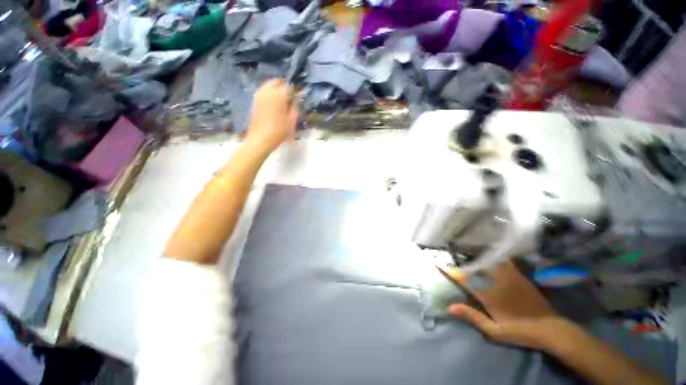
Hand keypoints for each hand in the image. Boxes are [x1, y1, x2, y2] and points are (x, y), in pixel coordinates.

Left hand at [247, 79, 298, 151]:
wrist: (261, 139)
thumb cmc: (279, 131)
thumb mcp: (292, 121)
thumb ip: (294, 108)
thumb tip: (295, 100)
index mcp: (279, 94)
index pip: (289, 87)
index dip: (295, 91)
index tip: (298, 98)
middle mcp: (268, 91)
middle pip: (277, 82)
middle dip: (284, 86)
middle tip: (290, 96)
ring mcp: (259, 95)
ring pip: (269, 85)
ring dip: (276, 89)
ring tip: (282, 100)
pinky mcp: (254, 100)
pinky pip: (264, 92)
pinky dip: (270, 94)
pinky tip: (274, 104)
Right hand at [440, 260, 569, 349]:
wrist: (550, 328)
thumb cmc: (520, 331)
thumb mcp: (494, 331)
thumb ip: (472, 317)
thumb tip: (450, 307)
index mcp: (488, 295)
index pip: (464, 279)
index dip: (449, 270)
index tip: (437, 262)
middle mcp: (496, 281)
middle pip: (474, 265)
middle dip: (460, 257)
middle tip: (449, 251)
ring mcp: (509, 276)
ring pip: (488, 259)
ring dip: (475, 253)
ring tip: (465, 247)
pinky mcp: (518, 275)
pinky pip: (503, 259)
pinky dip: (493, 254)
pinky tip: (489, 251)